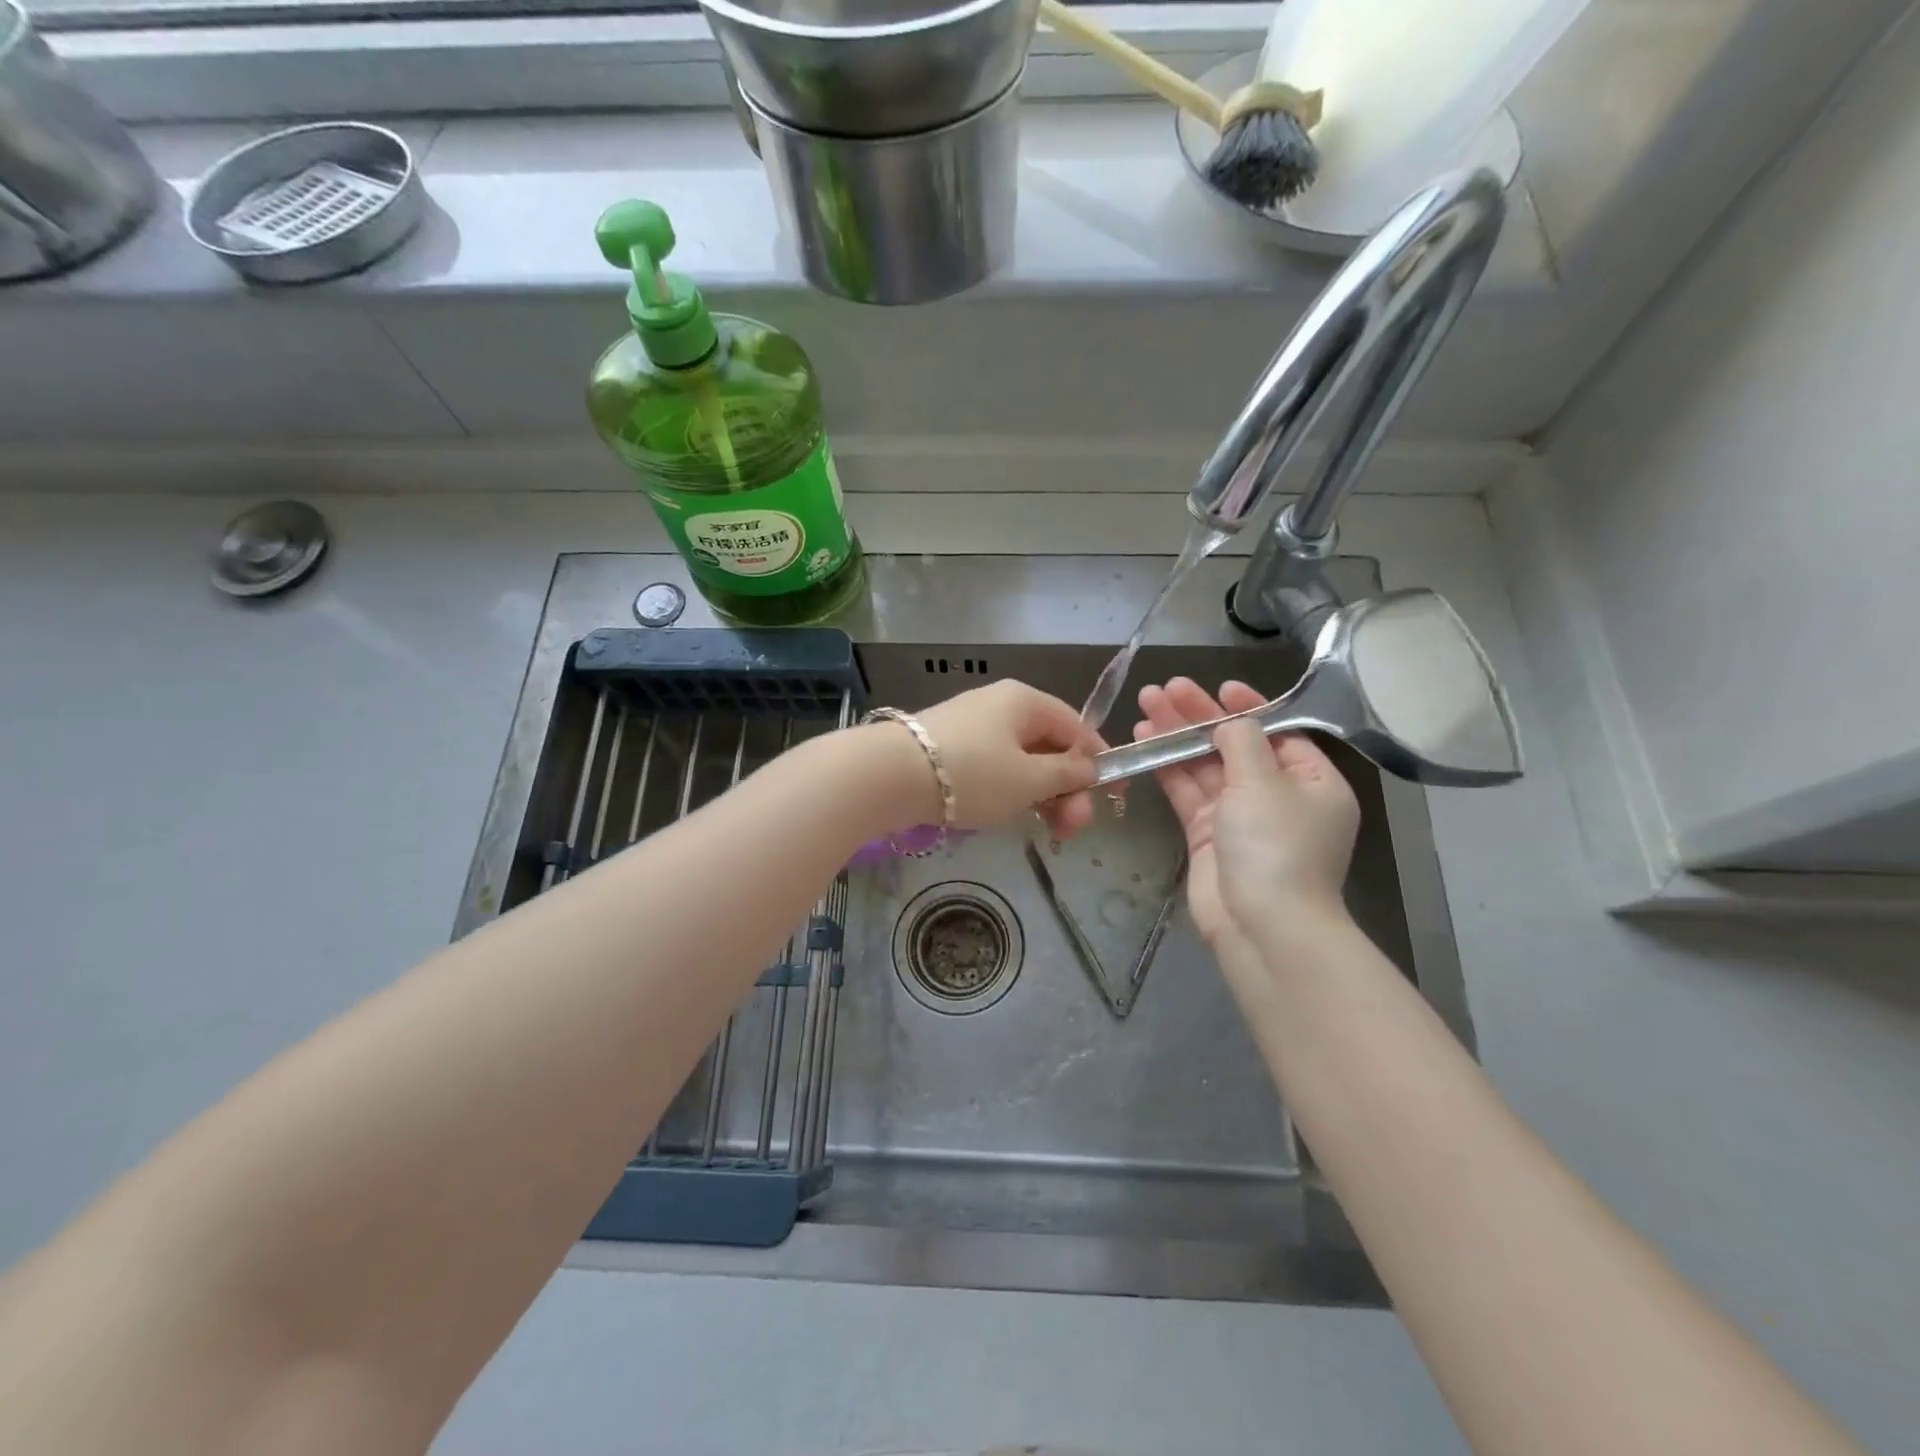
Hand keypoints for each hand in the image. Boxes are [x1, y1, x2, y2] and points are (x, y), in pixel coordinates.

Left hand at [902, 680, 1101, 837]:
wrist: (889, 775)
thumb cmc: (971, 773)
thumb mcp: (1029, 779)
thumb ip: (1067, 775)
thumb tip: (1089, 768)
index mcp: (1026, 701)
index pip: (1078, 728)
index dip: (1099, 763)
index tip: (1112, 799)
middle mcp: (1001, 705)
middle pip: (1050, 747)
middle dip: (1068, 790)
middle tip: (1071, 830)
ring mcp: (973, 726)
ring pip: (1023, 761)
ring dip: (1042, 796)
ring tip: (1047, 832)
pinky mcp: (951, 748)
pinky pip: (996, 767)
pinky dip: (1011, 791)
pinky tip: (1011, 816)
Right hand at [1134, 678, 1358, 948]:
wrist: (1262, 926)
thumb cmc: (1276, 845)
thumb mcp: (1265, 782)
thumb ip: (1242, 741)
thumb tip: (1229, 721)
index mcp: (1313, 781)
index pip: (1278, 733)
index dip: (1247, 707)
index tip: (1218, 687)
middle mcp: (1278, 796)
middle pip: (1235, 745)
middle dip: (1200, 716)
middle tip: (1165, 688)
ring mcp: (1240, 817)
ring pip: (1206, 767)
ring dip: (1177, 737)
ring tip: (1146, 705)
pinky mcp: (1208, 836)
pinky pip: (1188, 793)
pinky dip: (1168, 768)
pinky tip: (1144, 742)